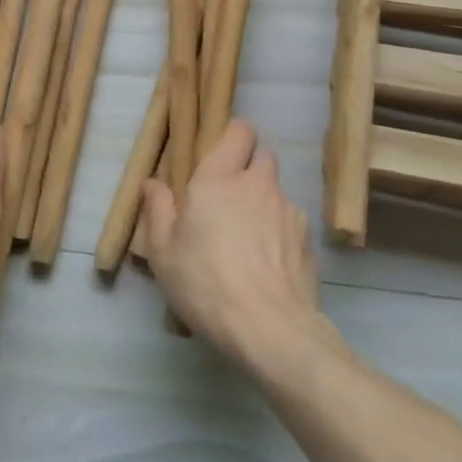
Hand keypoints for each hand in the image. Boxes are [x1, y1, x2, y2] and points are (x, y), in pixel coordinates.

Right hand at [141, 120, 322, 365]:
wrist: (270, 330)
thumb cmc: (205, 283)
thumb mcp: (162, 251)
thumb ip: (157, 210)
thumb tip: (154, 183)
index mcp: (218, 179)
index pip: (239, 132)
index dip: (233, 136)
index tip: (220, 154)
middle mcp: (257, 185)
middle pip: (263, 156)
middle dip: (249, 168)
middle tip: (230, 197)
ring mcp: (289, 212)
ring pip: (277, 193)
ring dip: (264, 204)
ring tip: (249, 240)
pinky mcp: (308, 242)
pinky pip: (291, 226)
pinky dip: (280, 235)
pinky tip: (268, 265)